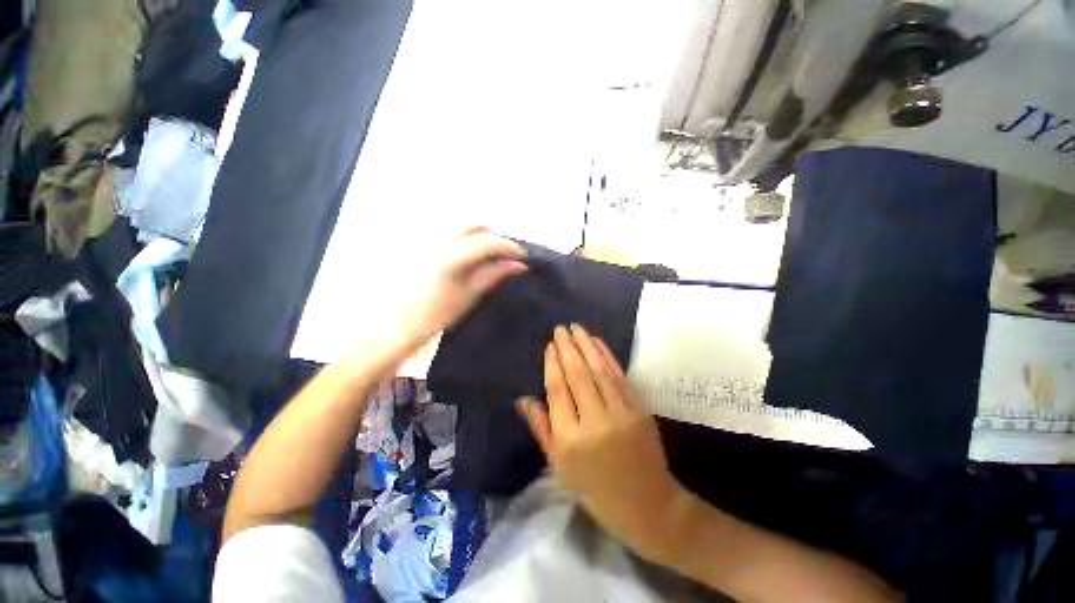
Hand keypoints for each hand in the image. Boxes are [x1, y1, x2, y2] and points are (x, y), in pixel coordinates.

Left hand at [397, 228, 526, 349]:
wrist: (400, 324)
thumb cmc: (437, 313)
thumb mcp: (471, 294)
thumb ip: (495, 274)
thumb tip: (519, 265)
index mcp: (451, 256)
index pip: (489, 241)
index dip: (509, 247)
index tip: (523, 257)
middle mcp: (437, 240)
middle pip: (474, 225)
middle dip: (494, 236)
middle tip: (504, 255)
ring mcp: (426, 240)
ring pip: (460, 227)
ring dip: (479, 236)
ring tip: (488, 255)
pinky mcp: (420, 244)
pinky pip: (448, 232)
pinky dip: (464, 239)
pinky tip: (468, 256)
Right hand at [517, 324, 687, 559]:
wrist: (645, 503)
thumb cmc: (594, 487)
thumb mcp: (559, 464)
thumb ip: (541, 428)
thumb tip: (523, 399)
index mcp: (570, 439)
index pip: (557, 390)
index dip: (552, 364)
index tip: (549, 345)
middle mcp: (594, 421)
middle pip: (577, 375)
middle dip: (567, 348)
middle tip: (560, 328)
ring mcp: (620, 413)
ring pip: (599, 370)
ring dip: (586, 345)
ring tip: (576, 328)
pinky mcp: (638, 409)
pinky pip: (619, 376)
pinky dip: (607, 356)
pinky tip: (597, 342)